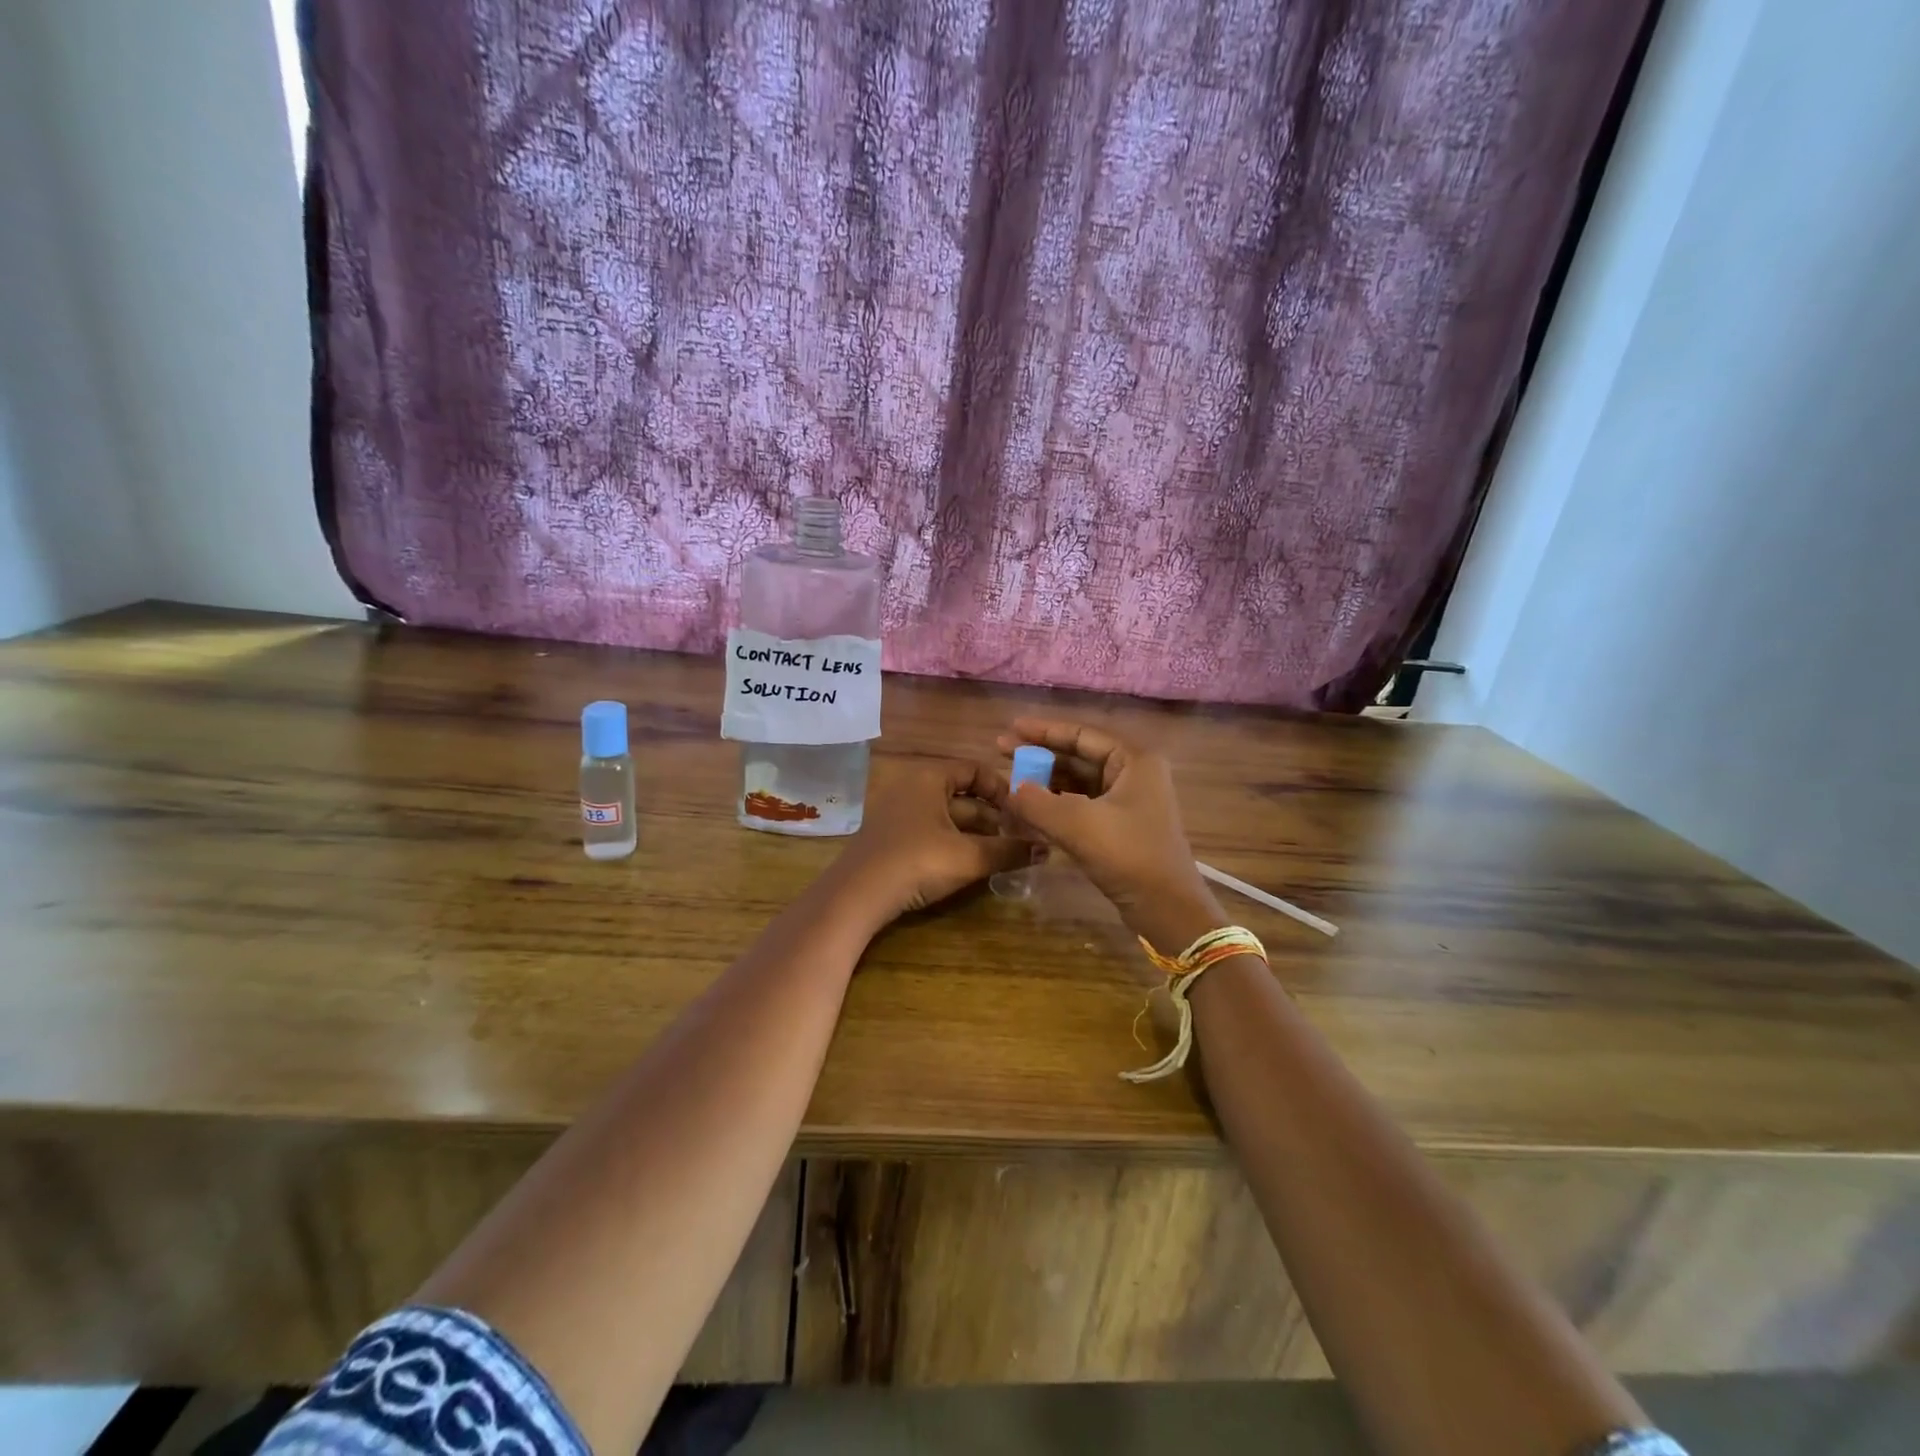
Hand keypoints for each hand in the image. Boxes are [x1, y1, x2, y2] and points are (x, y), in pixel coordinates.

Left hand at [831, 759, 1032, 922]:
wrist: (857, 895)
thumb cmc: (917, 862)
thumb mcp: (968, 857)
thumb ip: (1009, 851)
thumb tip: (1047, 849)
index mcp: (930, 778)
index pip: (975, 771)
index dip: (1003, 789)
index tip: (1023, 813)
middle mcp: (913, 787)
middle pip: (963, 795)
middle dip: (993, 817)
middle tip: (1020, 838)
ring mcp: (899, 812)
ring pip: (948, 816)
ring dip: (976, 833)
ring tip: (1004, 854)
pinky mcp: (892, 837)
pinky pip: (932, 831)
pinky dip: (955, 843)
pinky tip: (972, 864)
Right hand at [995, 719, 1224, 950]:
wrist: (1167, 909)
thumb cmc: (1129, 855)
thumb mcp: (1078, 824)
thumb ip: (1037, 802)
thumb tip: (1009, 790)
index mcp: (1134, 760)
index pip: (1081, 734)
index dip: (1043, 731)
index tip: (1010, 729)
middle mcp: (1135, 774)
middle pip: (1079, 756)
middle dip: (1040, 755)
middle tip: (1002, 752)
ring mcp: (1130, 802)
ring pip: (1079, 783)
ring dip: (1046, 782)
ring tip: (1011, 781)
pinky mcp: (1122, 827)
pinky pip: (1083, 805)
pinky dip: (1057, 805)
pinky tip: (1030, 809)